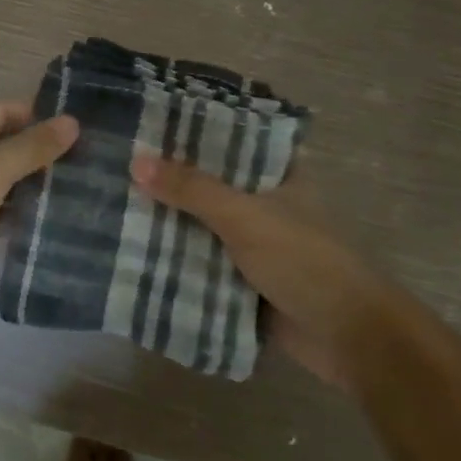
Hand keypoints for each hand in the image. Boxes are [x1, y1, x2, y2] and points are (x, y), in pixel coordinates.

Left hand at [0, 101, 78, 329]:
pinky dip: (28, 219)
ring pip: (11, 187)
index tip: (93, 127)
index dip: (46, 117)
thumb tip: (73, 121)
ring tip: (97, 192)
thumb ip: (28, 150)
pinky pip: (4, 218)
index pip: (9, 114)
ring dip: (43, 190)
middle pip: (12, 150)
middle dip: (50, 156)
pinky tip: (66, 222)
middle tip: (105, 164)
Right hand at [130, 152, 402, 387]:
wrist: (348, 337)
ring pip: (200, 226)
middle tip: (115, 163)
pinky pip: (200, 263)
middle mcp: (263, 203)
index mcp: (276, 175)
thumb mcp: (245, 216)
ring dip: (166, 223)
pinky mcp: (242, 280)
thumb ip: (192, 190)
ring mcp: (252, 244)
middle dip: (167, 180)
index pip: (229, 140)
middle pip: (207, 185)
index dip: (191, 131)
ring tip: (112, 202)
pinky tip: (132, 250)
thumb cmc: (304, 260)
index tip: (146, 123)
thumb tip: (135, 162)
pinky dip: (173, 260)